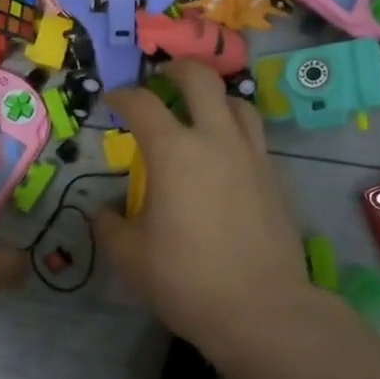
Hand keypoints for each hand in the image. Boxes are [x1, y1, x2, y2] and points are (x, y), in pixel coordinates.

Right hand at [96, 61, 331, 367]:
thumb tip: (104, 213)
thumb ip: (110, 226)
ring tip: (198, 109)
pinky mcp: (274, 180)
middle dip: (177, 69)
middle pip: (201, 81)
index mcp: (174, 152)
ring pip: (238, 103)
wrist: (261, 309)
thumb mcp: (129, 256)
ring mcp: (251, 158)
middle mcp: (216, 141)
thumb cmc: (185, 278)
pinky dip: (234, 130)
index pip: (143, 104)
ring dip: (214, 96)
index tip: (112, 100)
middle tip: (161, 77)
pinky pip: (253, 137)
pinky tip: (222, 155)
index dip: (123, 96)